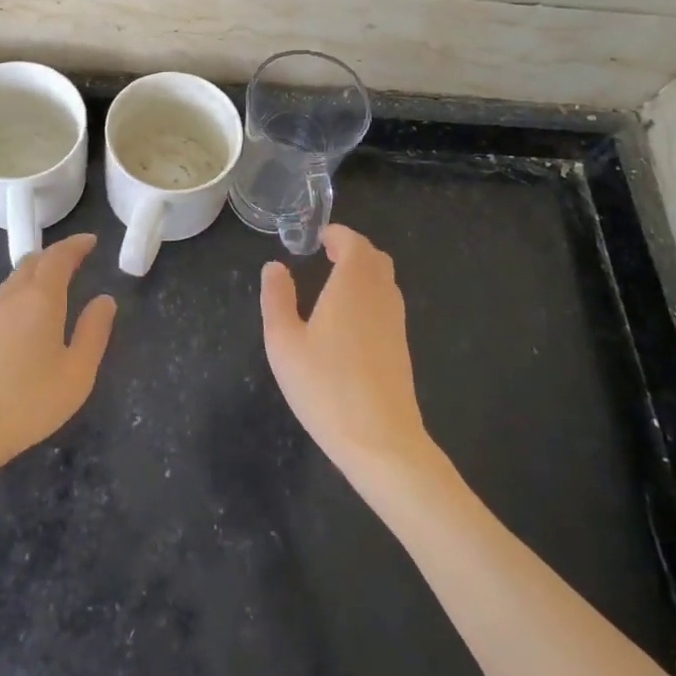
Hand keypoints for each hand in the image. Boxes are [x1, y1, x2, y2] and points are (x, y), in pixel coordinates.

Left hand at [0, 234, 115, 485]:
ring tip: (55, 281)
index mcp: (41, 298)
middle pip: (33, 261)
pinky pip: (4, 297)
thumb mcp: (77, 373)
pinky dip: (22, 289)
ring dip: (37, 271)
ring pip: (15, 278)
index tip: (91, 240)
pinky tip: (27, 313)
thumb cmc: (27, 401)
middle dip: (56, 254)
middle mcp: (12, 297)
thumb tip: (105, 299)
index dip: (76, 245)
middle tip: (76, 258)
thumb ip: (94, 332)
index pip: (59, 257)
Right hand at [261, 225, 430, 478]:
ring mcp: (395, 322)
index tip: (317, 237)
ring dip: (363, 272)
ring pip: (385, 281)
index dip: (337, 234)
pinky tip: (348, 319)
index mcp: (352, 285)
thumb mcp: (284, 342)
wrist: (381, 441)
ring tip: (333, 282)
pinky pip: (387, 303)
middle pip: (375, 258)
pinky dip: (370, 294)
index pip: (354, 243)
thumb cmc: (326, 386)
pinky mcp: (400, 347)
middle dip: (352, 249)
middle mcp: (380, 296)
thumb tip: (275, 267)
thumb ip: (277, 298)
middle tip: (325, 254)